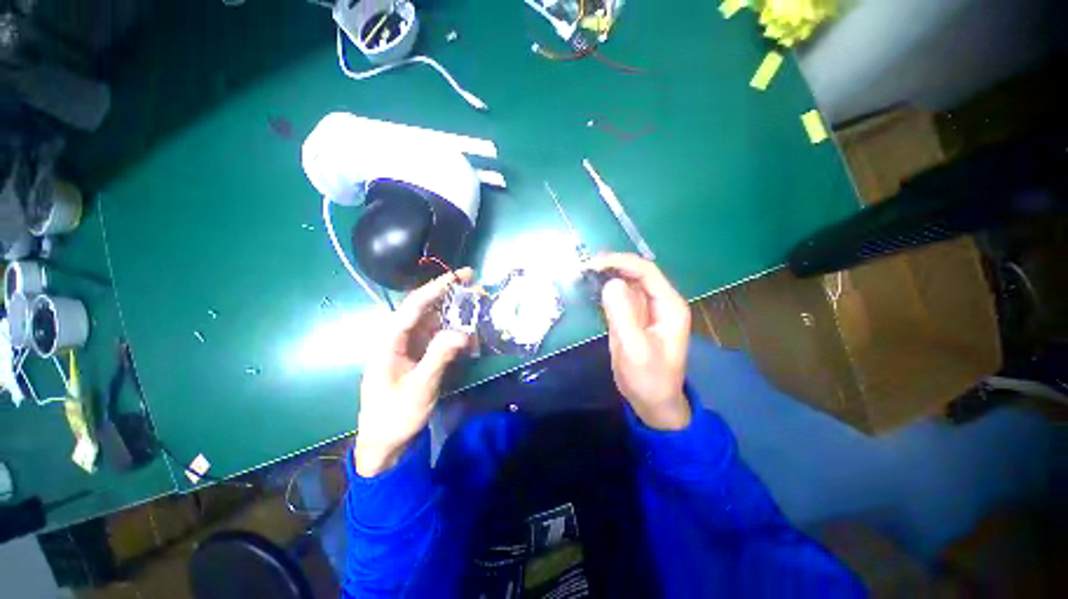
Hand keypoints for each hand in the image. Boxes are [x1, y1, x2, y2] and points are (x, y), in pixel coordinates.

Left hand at [355, 269, 472, 476]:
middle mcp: (399, 338)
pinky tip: (469, 337)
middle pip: (425, 309)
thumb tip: (462, 332)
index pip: (414, 305)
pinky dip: (454, 334)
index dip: (437, 287)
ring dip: (455, 314)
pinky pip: (438, 338)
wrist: (386, 443)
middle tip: (473, 284)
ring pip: (434, 322)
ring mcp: (410, 348)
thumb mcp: (419, 387)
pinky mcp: (419, 357)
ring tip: (476, 307)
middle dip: (449, 295)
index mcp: (390, 340)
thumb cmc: (395, 415)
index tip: (460, 275)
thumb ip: (439, 357)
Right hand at [588, 254, 691, 430]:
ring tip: (583, 275)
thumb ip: (623, 315)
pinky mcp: (633, 318)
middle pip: (636, 273)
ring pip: (626, 283)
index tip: (593, 264)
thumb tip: (611, 283)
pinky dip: (605, 290)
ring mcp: (646, 310)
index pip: (646, 272)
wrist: (652, 403)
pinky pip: (620, 297)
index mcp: (669, 306)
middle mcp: (660, 303)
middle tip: (584, 268)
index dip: (620, 262)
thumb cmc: (649, 379)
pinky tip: (590, 289)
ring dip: (606, 276)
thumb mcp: (635, 349)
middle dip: (611, 266)